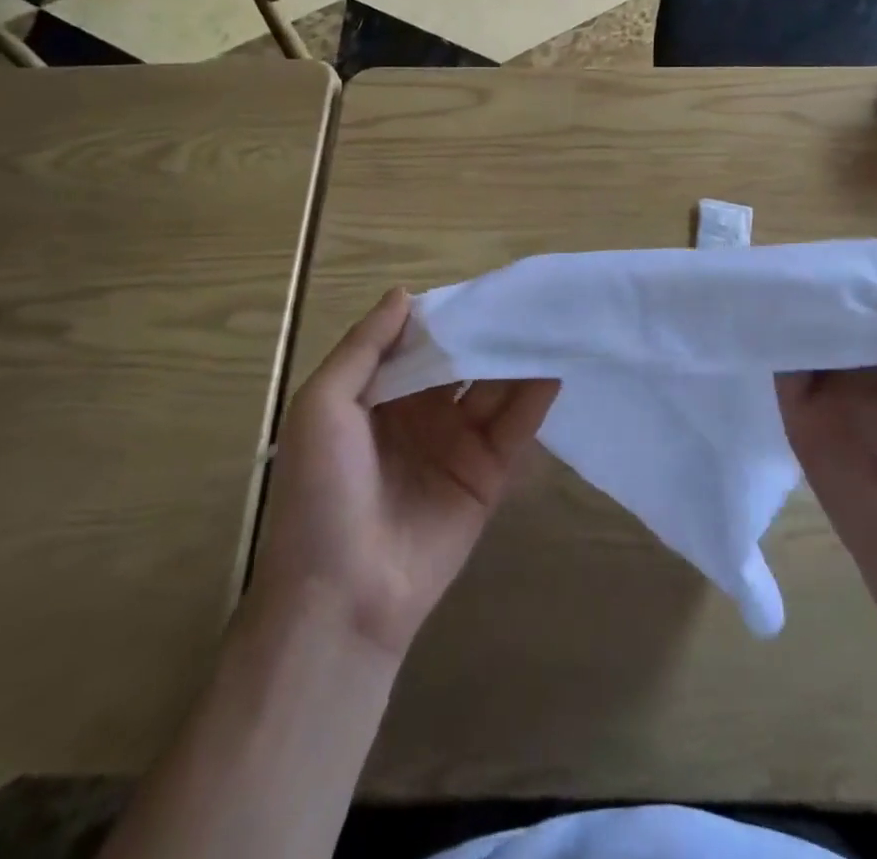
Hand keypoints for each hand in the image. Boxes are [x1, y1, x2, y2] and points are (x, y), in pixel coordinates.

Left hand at [247, 289, 558, 657]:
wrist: (341, 597)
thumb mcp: (322, 405)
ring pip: (493, 389)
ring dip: (518, 358)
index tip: (480, 281)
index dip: (447, 312)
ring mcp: (456, 444)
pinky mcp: (486, 476)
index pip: (420, 340)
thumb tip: (405, 293)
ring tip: (550, 321)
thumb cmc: (320, 491)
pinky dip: (535, 399)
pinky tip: (556, 368)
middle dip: (489, 331)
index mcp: (378, 394)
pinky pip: (514, 430)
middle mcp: (420, 413)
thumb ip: (364, 347)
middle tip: (527, 295)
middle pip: (462, 361)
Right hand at [778, 268, 876, 615]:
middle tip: (812, 248)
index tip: (856, 249)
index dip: (876, 287)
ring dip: (801, 311)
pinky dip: (778, 341)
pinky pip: (786, 372)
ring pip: (813, 342)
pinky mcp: (802, 417)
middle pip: (846, 324)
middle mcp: (870, 380)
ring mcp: (833, 399)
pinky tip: (773, 307)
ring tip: (786, 264)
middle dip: (834, 292)